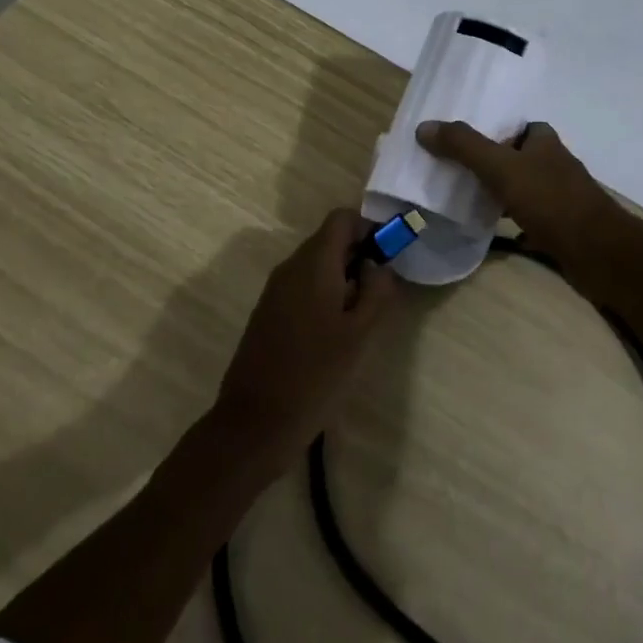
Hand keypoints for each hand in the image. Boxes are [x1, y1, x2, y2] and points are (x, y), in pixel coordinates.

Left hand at [214, 209, 400, 471]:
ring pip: (316, 266)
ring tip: (359, 321)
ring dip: (342, 280)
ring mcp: (274, 290)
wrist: (255, 423)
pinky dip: (323, 297)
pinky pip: (301, 288)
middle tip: (379, 295)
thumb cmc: (316, 375)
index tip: (388, 258)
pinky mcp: (267, 313)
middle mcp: (290, 267)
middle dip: (358, 258)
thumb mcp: (361, 335)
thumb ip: (377, 292)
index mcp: (314, 263)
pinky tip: (333, 336)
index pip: (342, 219)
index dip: (369, 229)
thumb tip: (380, 265)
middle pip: (329, 241)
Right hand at [416, 120, 634, 298]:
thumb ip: (464, 147)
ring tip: (462, 196)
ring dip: (498, 191)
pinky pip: (528, 218)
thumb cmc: (551, 200)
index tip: (461, 137)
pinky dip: (510, 221)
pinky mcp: (560, 227)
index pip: (517, 125)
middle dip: (490, 161)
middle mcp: (554, 164)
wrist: (598, 253)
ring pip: (521, 188)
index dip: (492, 128)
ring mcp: (559, 197)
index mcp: (544, 141)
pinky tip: (488, 228)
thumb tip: (424, 127)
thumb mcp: (501, 167)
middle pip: (517, 156)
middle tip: (453, 167)